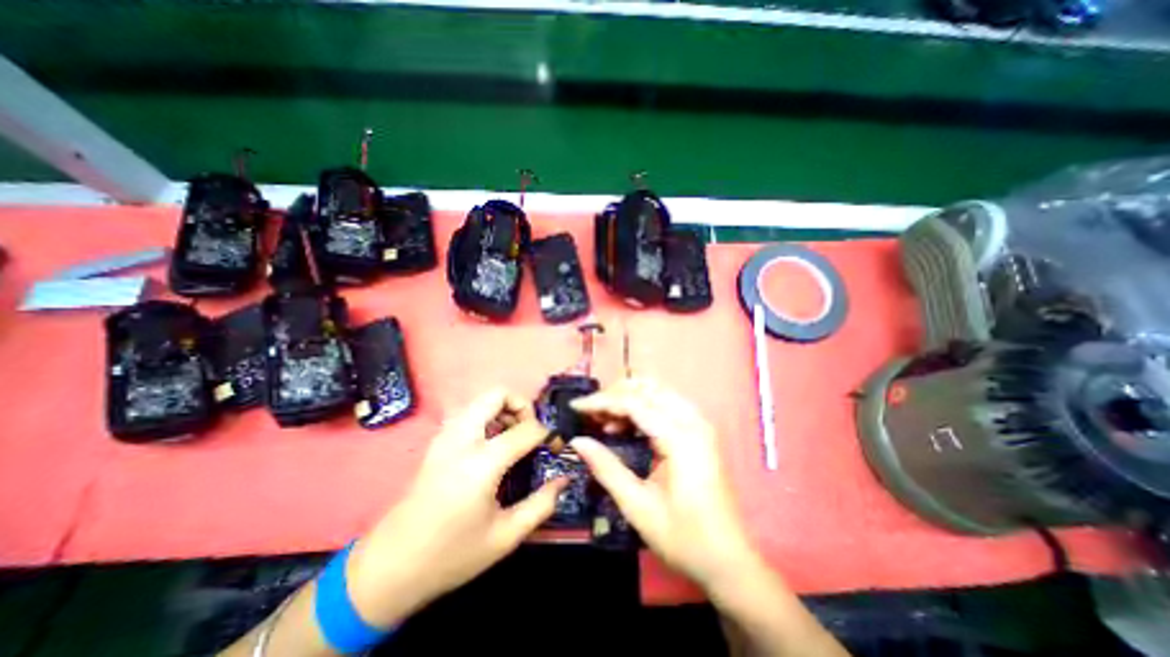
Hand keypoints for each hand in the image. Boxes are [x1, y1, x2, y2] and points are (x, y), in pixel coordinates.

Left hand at [347, 390, 566, 625]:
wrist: (390, 567)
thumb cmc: (451, 554)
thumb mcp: (505, 537)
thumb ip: (541, 504)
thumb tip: (563, 480)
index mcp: (481, 463)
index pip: (525, 429)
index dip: (547, 433)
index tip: (555, 445)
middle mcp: (462, 439)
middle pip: (496, 394)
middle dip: (521, 405)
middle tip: (530, 431)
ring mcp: (445, 437)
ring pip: (480, 400)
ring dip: (503, 410)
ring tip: (513, 438)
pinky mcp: (437, 442)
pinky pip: (469, 414)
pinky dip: (488, 418)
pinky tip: (492, 446)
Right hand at [573, 380, 764, 589]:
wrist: (728, 559)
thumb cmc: (684, 538)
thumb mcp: (638, 507)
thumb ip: (606, 468)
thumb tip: (577, 441)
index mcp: (681, 438)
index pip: (634, 403)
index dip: (601, 401)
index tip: (575, 407)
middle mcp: (693, 421)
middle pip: (648, 388)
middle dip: (615, 395)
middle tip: (592, 415)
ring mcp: (699, 423)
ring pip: (657, 391)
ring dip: (628, 398)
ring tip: (605, 421)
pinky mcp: (698, 430)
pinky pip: (665, 403)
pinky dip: (642, 406)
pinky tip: (626, 426)